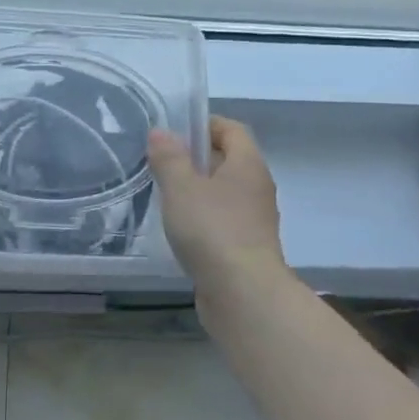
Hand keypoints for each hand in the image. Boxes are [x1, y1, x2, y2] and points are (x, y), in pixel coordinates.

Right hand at [146, 116, 287, 303]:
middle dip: (197, 158)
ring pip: (226, 193)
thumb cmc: (212, 229)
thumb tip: (161, 133)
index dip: (206, 124)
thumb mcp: (181, 187)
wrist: (243, 295)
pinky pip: (224, 221)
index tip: (176, 131)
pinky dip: (204, 219)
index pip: (232, 129)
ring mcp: (255, 220)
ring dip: (199, 191)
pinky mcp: (247, 248)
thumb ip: (169, 157)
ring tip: (167, 196)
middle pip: (229, 160)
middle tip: (164, 163)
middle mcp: (257, 187)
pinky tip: (181, 230)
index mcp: (248, 164)